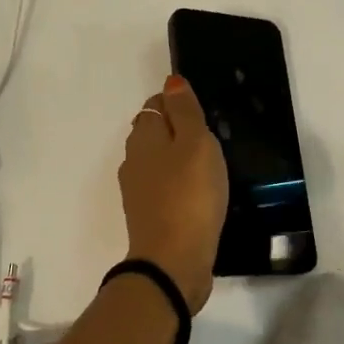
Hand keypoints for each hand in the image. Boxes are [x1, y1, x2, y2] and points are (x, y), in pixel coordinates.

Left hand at [118, 75, 228, 312]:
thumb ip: (184, 111)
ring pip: (157, 162)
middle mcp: (133, 160)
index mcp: (143, 137)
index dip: (177, 103)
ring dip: (178, 159)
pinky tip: (198, 195)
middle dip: (176, 130)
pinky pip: (164, 189)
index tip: (203, 113)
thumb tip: (171, 82)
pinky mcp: (149, 217)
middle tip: (210, 138)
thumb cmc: (189, 195)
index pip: (155, 105)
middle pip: (153, 133)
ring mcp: (138, 191)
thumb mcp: (195, 144)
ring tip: (208, 166)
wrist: (173, 262)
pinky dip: (178, 185)